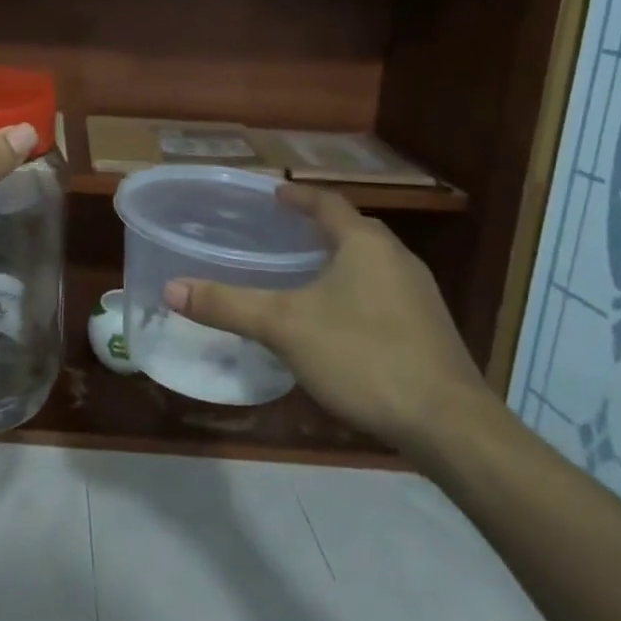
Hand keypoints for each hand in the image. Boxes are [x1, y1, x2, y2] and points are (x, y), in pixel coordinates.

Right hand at [164, 186, 493, 451]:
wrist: (449, 425)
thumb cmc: (363, 356)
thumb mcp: (284, 327)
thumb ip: (227, 305)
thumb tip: (171, 288)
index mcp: (365, 244)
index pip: (327, 204)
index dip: (297, 197)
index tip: (272, 195)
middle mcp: (397, 259)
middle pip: (351, 230)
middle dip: (315, 228)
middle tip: (277, 234)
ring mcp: (419, 296)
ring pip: (369, 263)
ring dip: (335, 260)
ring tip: (299, 273)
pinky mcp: (427, 329)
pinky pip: (381, 293)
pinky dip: (352, 291)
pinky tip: (332, 319)